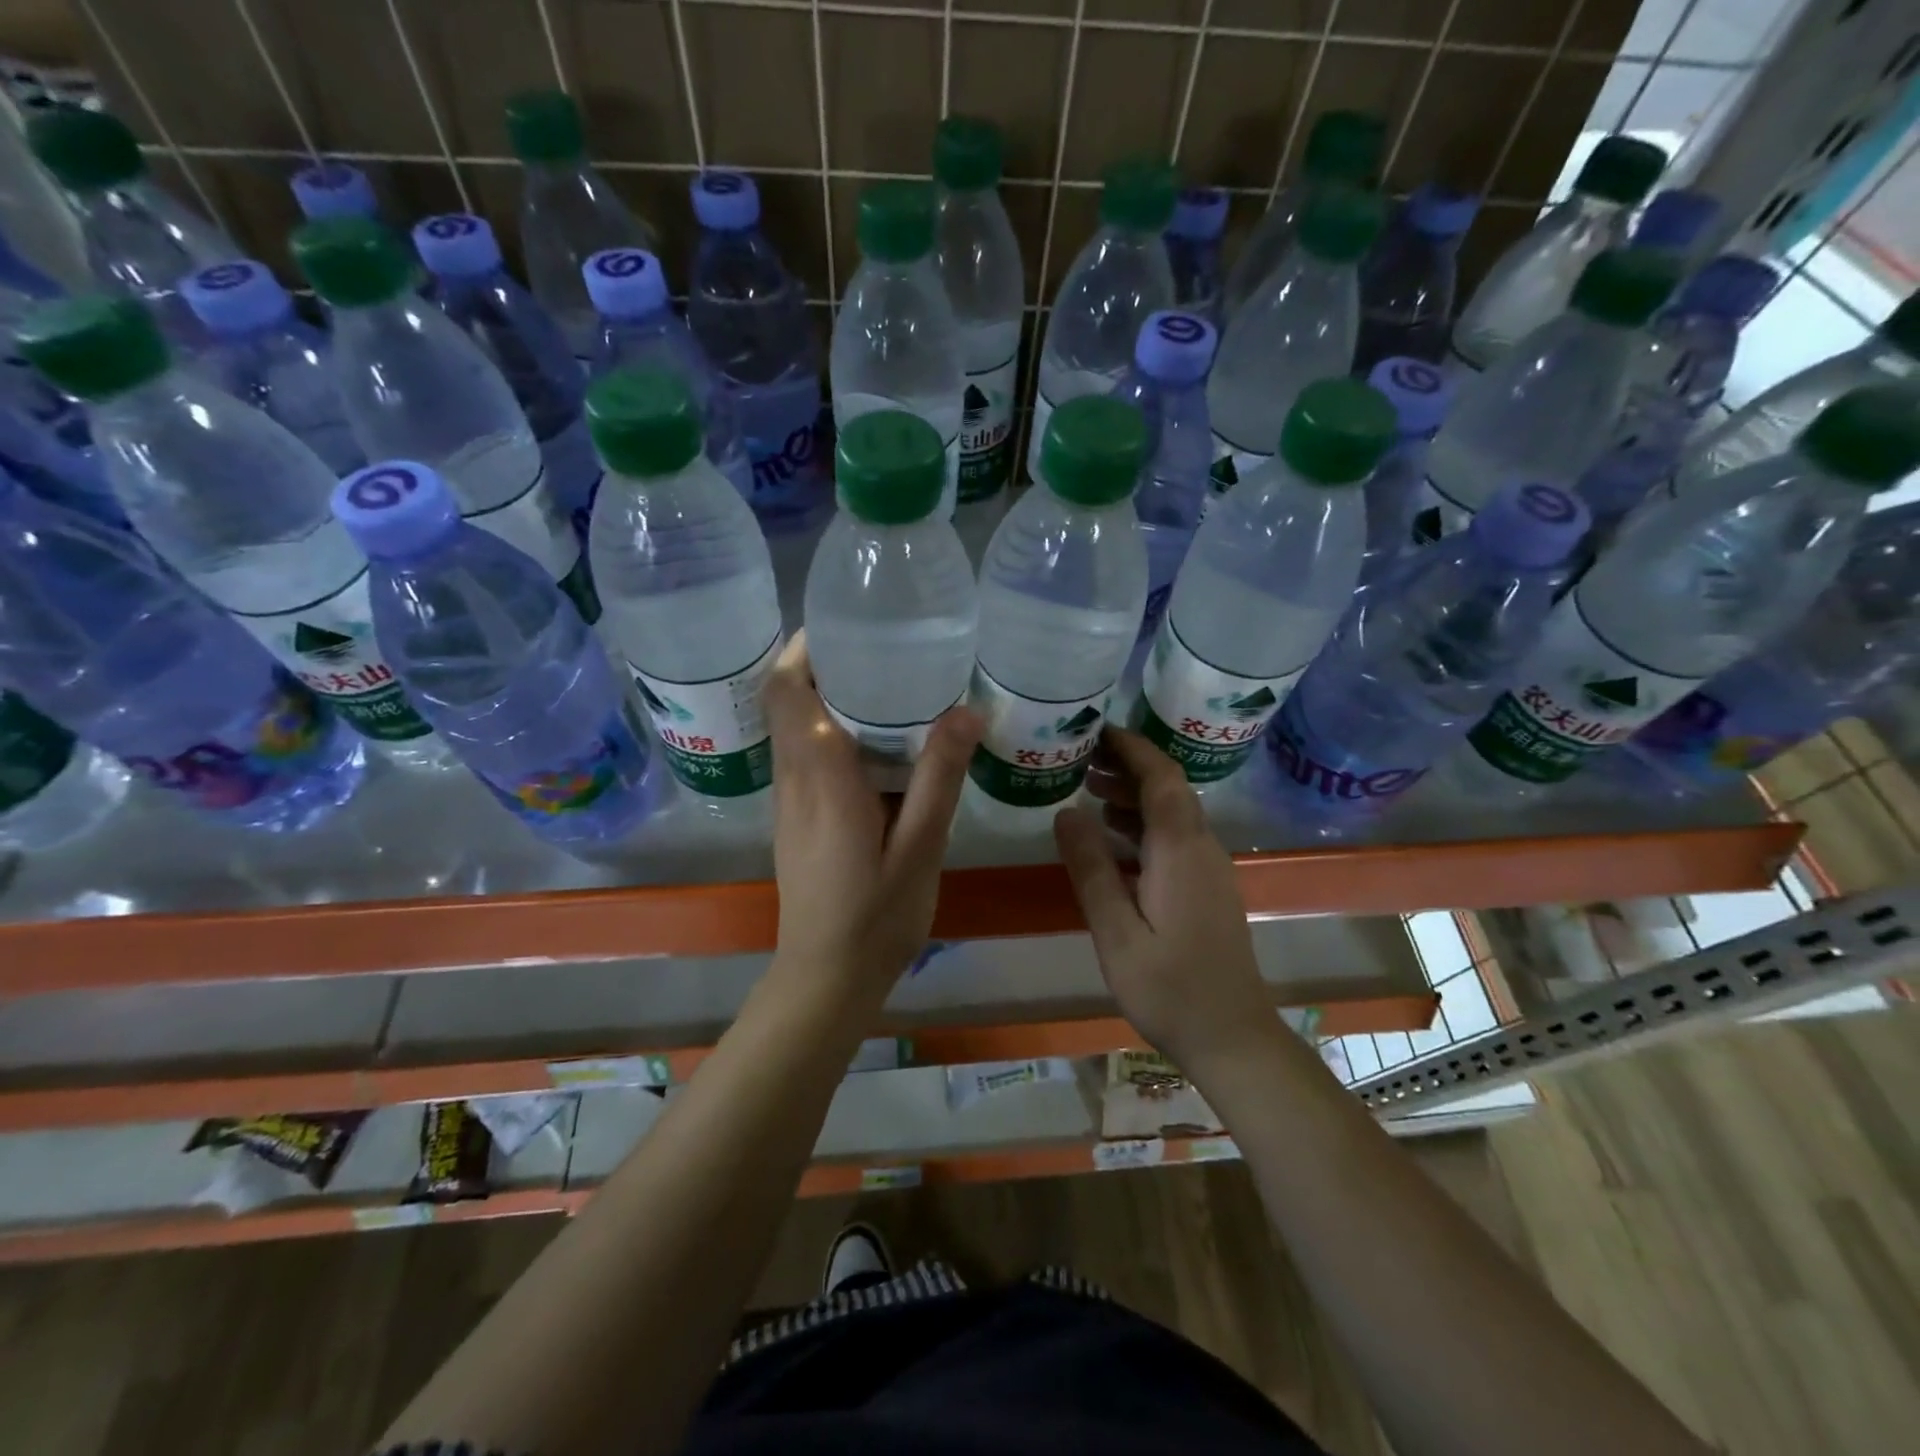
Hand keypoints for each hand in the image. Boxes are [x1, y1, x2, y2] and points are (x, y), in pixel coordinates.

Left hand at [764, 632, 981, 999]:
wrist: (826, 979)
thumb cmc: (876, 917)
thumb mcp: (921, 847)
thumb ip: (940, 777)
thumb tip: (966, 710)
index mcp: (822, 778)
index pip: (787, 693)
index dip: (804, 650)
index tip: (845, 625)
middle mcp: (794, 781)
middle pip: (787, 702)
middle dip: (823, 665)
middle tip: (882, 647)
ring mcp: (789, 802)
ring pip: (794, 729)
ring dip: (827, 698)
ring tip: (887, 685)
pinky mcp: (796, 820)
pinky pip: (804, 757)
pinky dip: (830, 732)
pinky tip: (879, 746)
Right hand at [1052, 727, 1273, 1069]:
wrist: (1231, 1036)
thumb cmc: (1168, 987)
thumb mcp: (1116, 931)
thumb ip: (1091, 868)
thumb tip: (1066, 811)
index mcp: (1181, 850)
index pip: (1161, 776)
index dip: (1131, 747)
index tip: (1095, 730)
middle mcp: (1202, 848)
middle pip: (1168, 788)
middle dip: (1127, 766)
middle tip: (1080, 760)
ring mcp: (1210, 869)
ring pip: (1172, 813)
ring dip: (1134, 796)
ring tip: (1088, 792)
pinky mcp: (1208, 888)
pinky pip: (1175, 838)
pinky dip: (1144, 825)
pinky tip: (1112, 839)